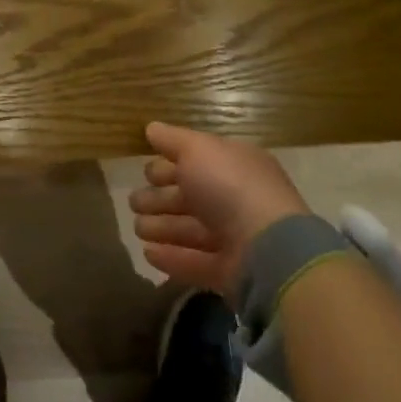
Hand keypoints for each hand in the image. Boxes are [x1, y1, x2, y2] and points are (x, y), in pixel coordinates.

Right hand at [128, 122, 308, 300]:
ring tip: (136, 228)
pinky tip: (147, 253)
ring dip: (162, 227)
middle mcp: (236, 199)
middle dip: (160, 198)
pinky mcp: (230, 272)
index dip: (170, 164)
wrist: (268, 249)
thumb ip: (172, 139)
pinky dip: (172, 257)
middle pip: (191, 196)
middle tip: (133, 201)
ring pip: (191, 230)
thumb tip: (151, 128)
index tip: (144, 172)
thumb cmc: (230, 186)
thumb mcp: (197, 149)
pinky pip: (195, 262)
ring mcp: (235, 238)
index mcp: (234, 165)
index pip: (197, 161)